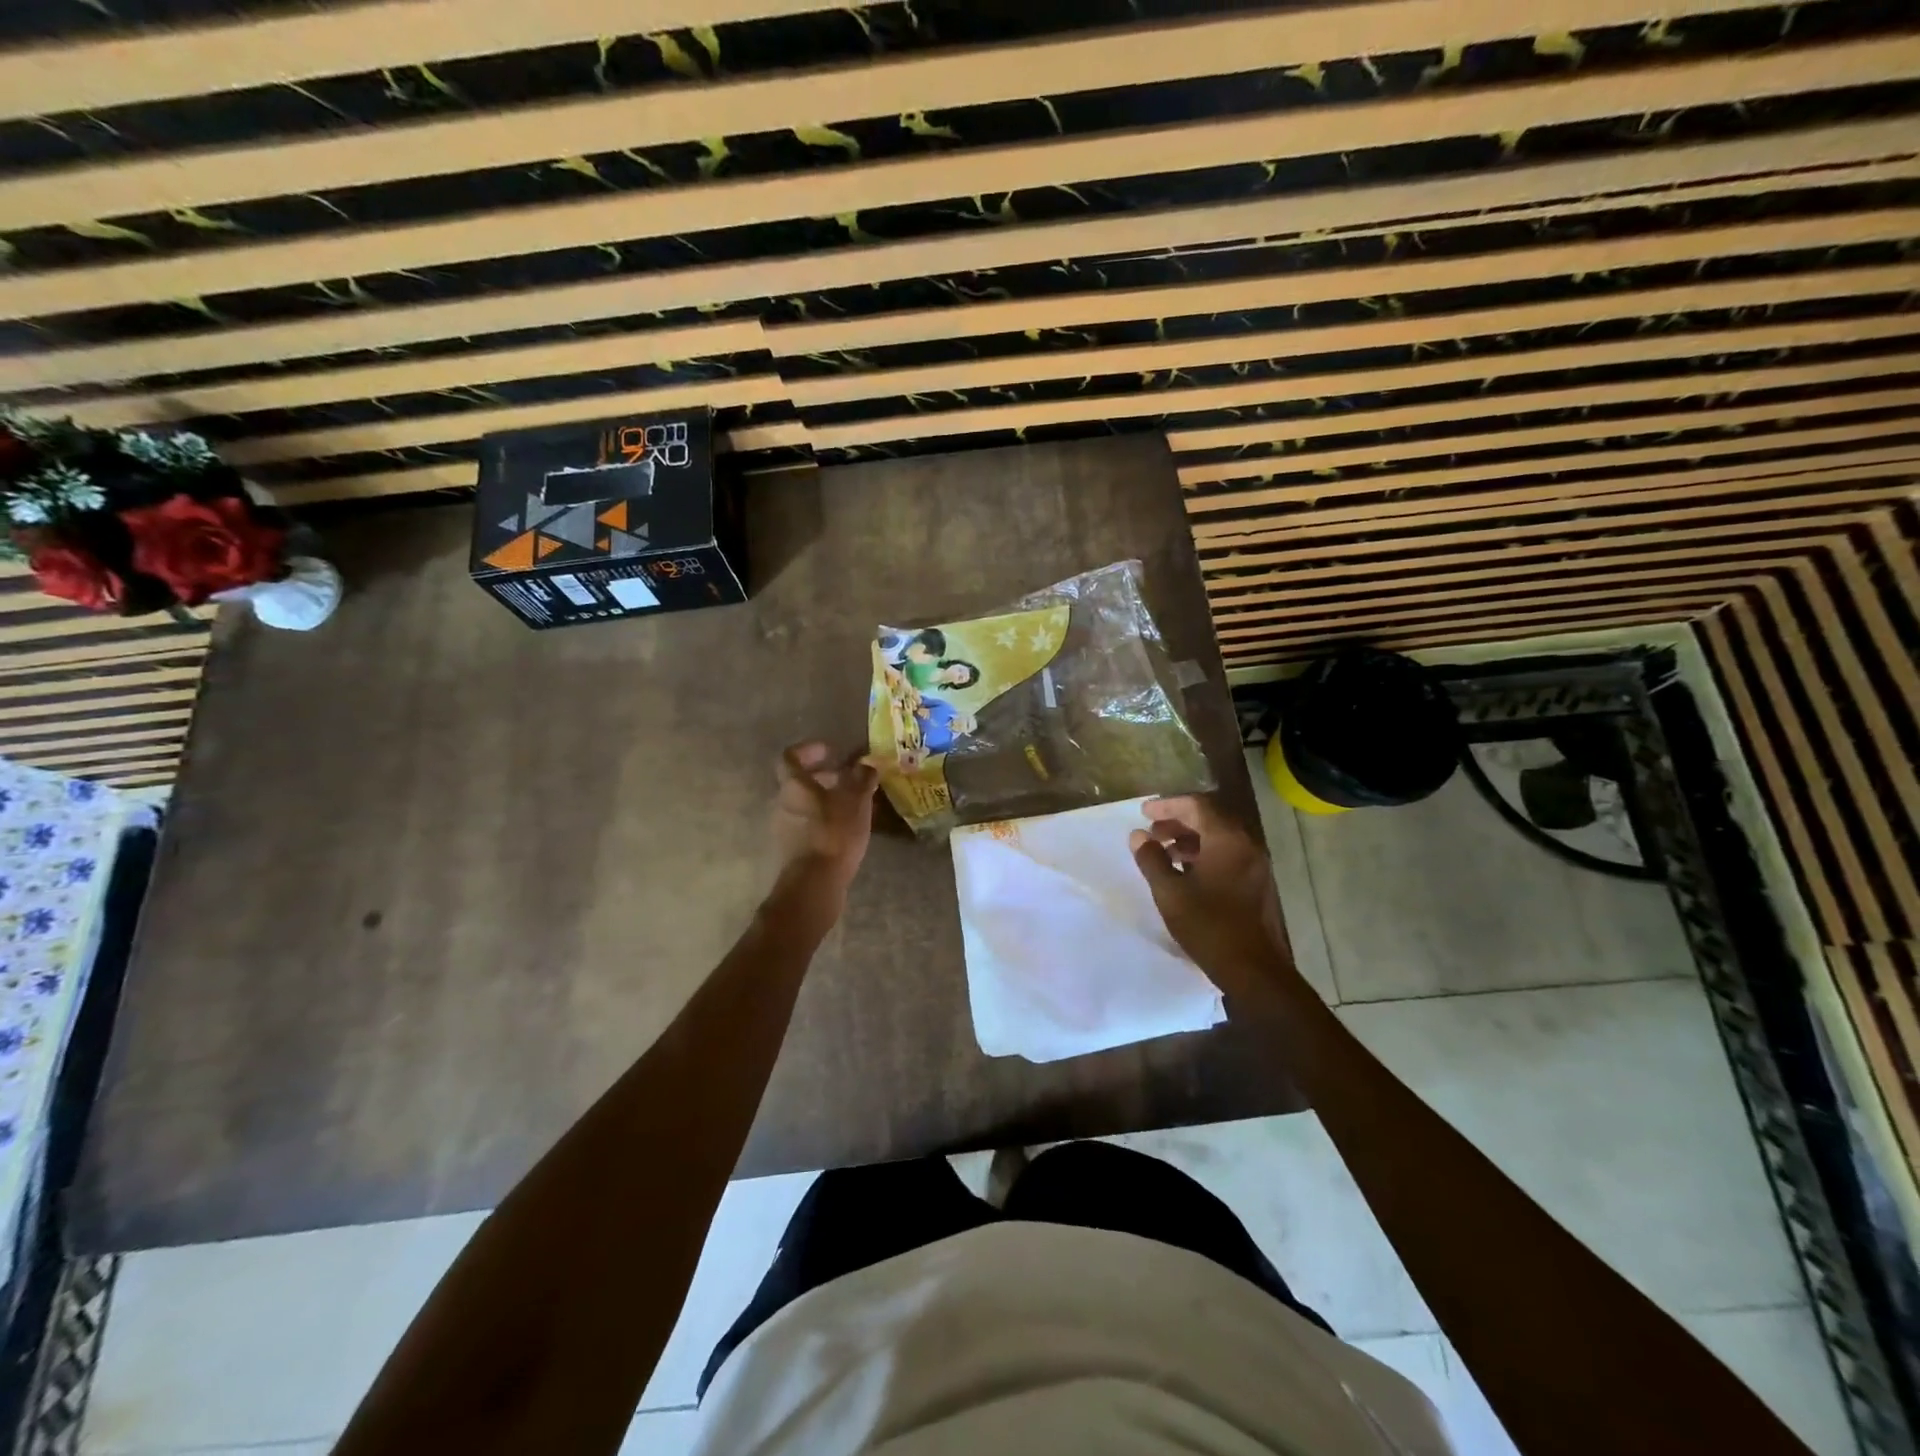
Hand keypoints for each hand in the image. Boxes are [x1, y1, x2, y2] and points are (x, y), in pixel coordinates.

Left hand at [773, 741, 877, 902]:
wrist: (814, 883)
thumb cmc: (834, 833)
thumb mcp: (856, 801)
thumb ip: (862, 778)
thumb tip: (867, 764)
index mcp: (793, 785)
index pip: (790, 756)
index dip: (809, 750)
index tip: (831, 751)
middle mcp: (782, 803)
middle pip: (798, 782)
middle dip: (823, 777)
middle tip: (847, 779)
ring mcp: (784, 828)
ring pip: (803, 805)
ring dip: (825, 800)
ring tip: (852, 806)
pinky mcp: (791, 850)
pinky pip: (807, 825)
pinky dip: (823, 821)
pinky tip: (845, 830)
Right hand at [1130, 796, 1292, 992]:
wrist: (1254, 970)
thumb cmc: (1208, 926)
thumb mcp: (1170, 892)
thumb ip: (1152, 859)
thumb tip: (1138, 836)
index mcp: (1227, 840)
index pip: (1197, 806)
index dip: (1168, 806)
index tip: (1144, 812)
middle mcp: (1246, 845)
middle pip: (1210, 819)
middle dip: (1178, 821)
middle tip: (1152, 832)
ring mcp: (1255, 865)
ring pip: (1220, 838)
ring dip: (1191, 839)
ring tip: (1164, 853)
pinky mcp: (1257, 884)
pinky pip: (1228, 855)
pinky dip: (1205, 854)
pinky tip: (1185, 873)